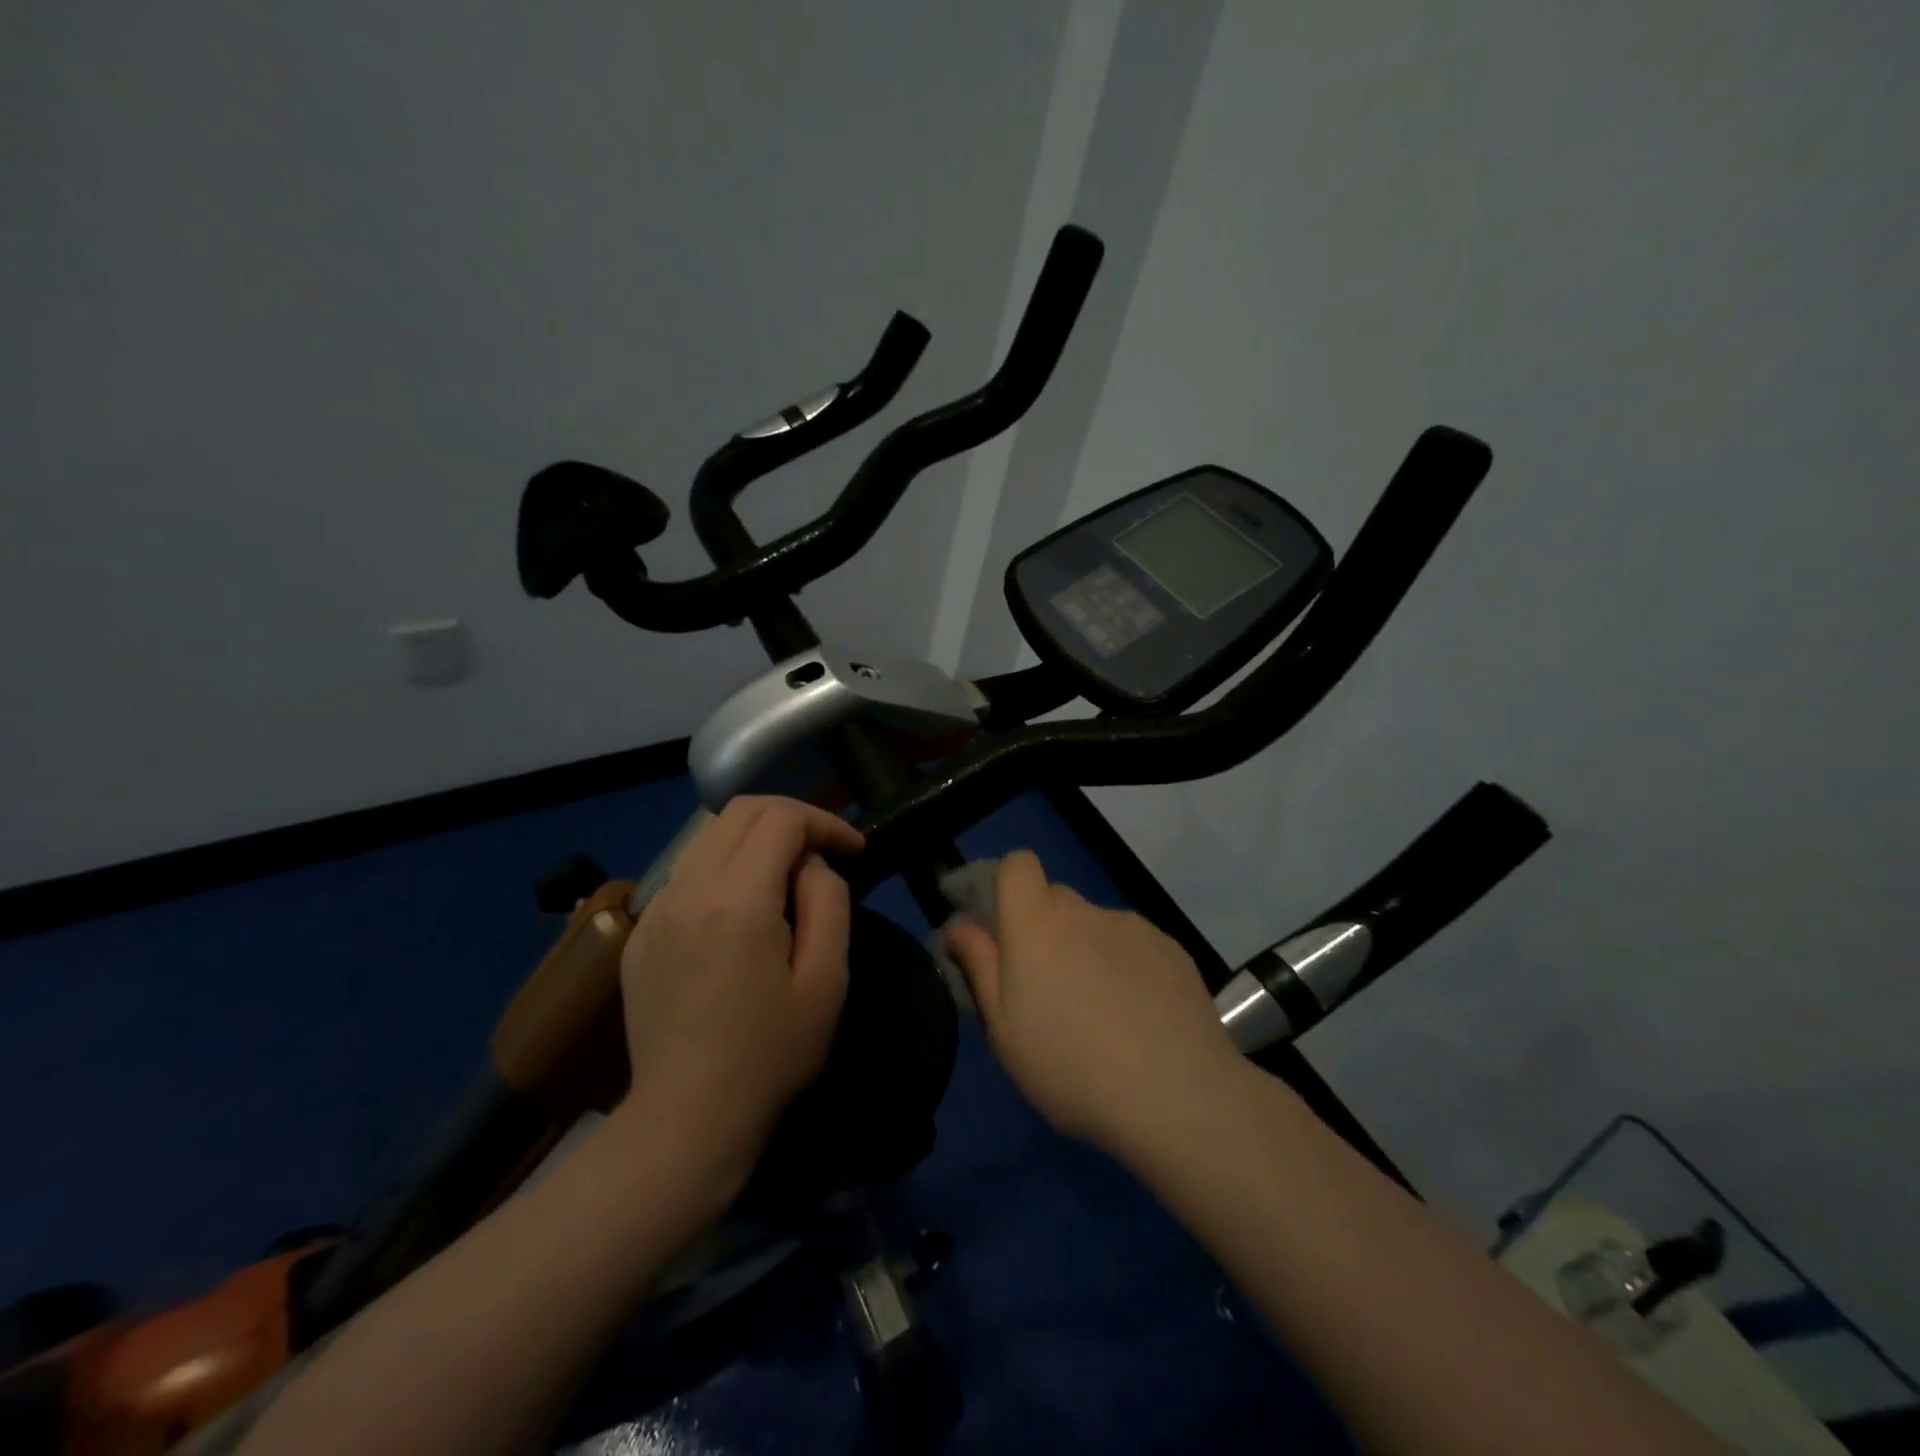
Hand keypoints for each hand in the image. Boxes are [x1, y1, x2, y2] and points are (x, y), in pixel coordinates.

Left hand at [613, 796, 863, 1188]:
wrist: (685, 1120)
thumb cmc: (770, 1055)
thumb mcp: (826, 980)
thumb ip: (828, 902)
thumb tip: (810, 865)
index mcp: (737, 900)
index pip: (781, 817)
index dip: (825, 822)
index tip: (854, 850)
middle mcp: (688, 889)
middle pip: (740, 811)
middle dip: (791, 818)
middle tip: (823, 853)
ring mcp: (656, 909)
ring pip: (709, 836)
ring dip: (755, 839)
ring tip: (787, 878)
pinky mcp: (640, 933)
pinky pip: (687, 873)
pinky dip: (724, 867)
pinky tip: (742, 911)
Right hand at [944, 851, 1240, 1154]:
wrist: (1177, 1096)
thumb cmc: (1071, 1067)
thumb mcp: (1004, 1030)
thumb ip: (979, 966)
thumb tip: (960, 924)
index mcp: (1037, 923)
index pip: (1017, 864)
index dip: (1006, 886)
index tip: (1003, 932)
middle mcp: (1085, 910)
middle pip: (1055, 899)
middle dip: (1044, 931)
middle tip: (1047, 990)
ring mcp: (1133, 926)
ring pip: (1095, 926)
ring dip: (1087, 951)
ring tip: (1101, 1014)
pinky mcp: (1171, 948)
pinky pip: (1133, 945)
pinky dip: (1127, 968)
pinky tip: (1139, 1018)